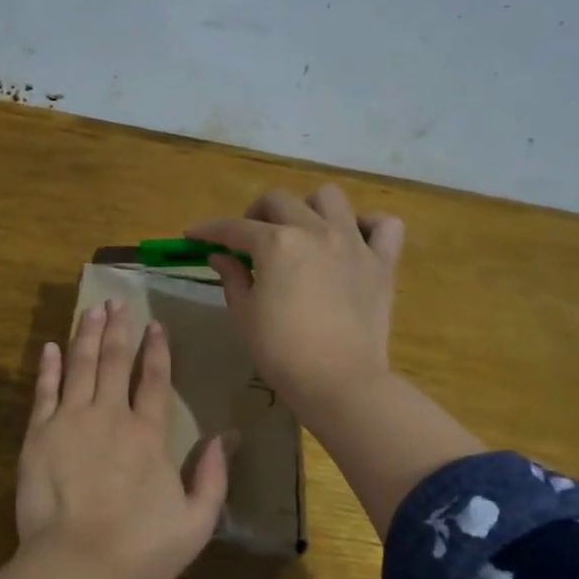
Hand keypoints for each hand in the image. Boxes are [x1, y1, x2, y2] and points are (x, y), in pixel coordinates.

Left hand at [15, 299, 230, 578]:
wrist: (76, 565)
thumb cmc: (140, 550)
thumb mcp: (195, 522)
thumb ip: (214, 477)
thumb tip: (230, 436)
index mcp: (148, 435)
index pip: (154, 380)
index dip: (157, 350)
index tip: (155, 324)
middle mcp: (110, 416)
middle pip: (115, 361)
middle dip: (118, 329)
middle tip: (117, 301)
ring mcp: (71, 421)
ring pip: (80, 365)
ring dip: (87, 335)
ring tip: (91, 310)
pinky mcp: (39, 434)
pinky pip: (44, 391)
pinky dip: (48, 367)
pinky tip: (51, 347)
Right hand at [187, 184, 404, 419]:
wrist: (339, 381)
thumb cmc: (282, 351)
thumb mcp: (245, 314)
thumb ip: (232, 277)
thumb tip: (220, 256)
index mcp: (276, 244)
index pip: (233, 228)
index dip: (208, 230)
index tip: (194, 236)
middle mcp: (314, 230)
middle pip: (278, 201)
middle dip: (255, 214)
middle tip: (249, 240)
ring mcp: (352, 242)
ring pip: (329, 197)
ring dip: (308, 208)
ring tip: (301, 232)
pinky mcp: (382, 262)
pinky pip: (384, 225)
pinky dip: (368, 226)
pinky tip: (353, 241)